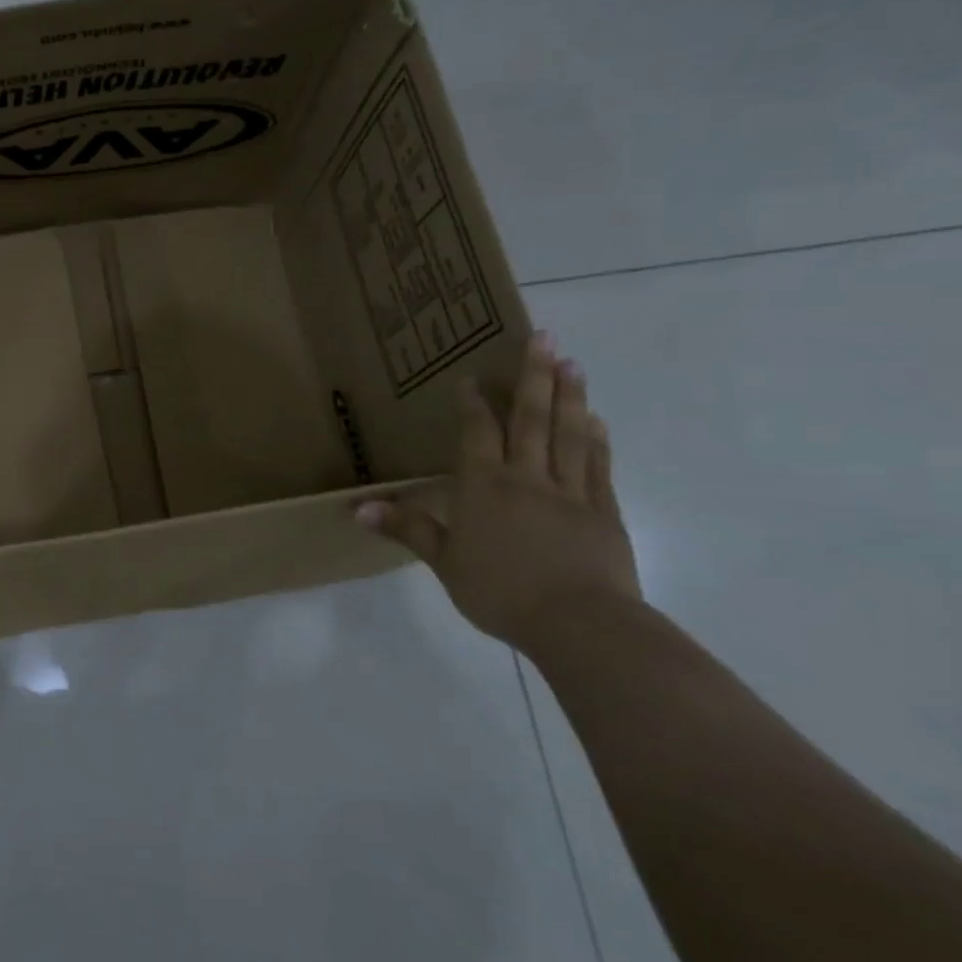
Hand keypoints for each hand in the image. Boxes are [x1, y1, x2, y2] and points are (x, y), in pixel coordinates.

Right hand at [357, 332, 640, 648]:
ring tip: (572, 363)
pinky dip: (598, 439)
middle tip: (544, 338)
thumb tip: (357, 508)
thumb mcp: (444, 562)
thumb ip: (407, 528)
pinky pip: (599, 466)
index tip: (472, 376)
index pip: (478, 433)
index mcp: (485, 486)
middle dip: (535, 377)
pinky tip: (598, 420)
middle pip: (531, 419)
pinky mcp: (604, 512)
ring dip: (570, 396)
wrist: (579, 623)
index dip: (474, 403)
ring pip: (569, 434)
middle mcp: (527, 477)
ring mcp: (571, 492)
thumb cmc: (500, 590)